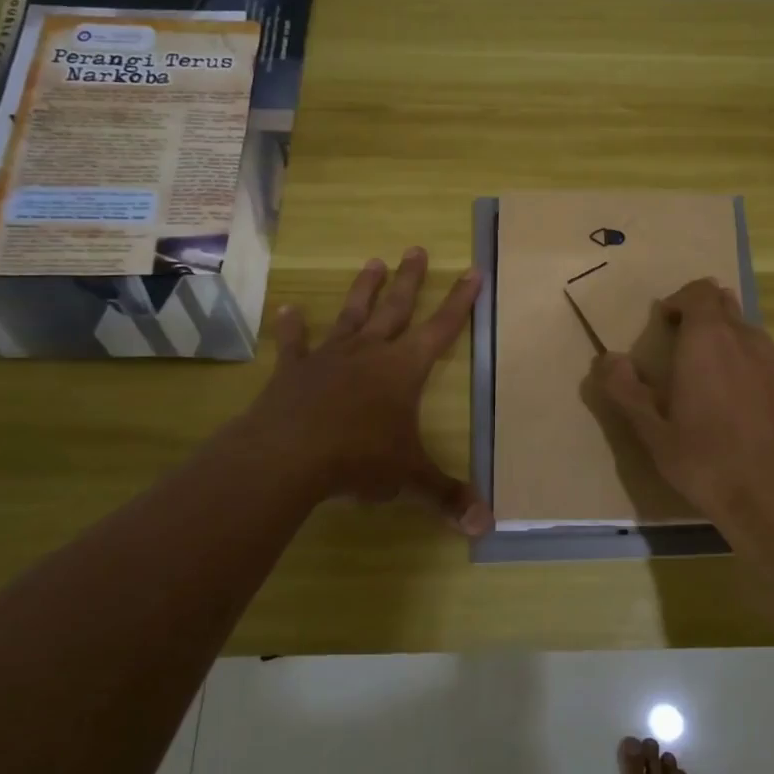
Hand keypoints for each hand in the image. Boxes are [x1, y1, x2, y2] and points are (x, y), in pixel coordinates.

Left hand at [232, 248, 492, 536]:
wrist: (289, 455)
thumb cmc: (359, 459)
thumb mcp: (410, 477)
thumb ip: (446, 495)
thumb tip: (485, 524)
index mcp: (404, 369)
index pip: (441, 328)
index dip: (460, 301)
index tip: (472, 271)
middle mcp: (370, 352)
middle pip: (396, 308)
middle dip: (410, 280)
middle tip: (416, 249)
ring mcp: (330, 357)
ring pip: (352, 315)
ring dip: (364, 290)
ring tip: (373, 262)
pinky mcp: (294, 371)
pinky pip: (294, 344)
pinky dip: (292, 328)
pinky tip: (287, 309)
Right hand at [596, 278, 773, 531]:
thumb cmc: (706, 462)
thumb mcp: (652, 432)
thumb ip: (625, 390)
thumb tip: (607, 359)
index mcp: (708, 340)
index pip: (699, 291)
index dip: (679, 300)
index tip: (662, 325)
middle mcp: (746, 339)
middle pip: (724, 305)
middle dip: (699, 317)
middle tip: (678, 350)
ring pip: (745, 331)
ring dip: (723, 340)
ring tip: (705, 379)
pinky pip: (763, 357)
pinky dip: (744, 363)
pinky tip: (734, 404)